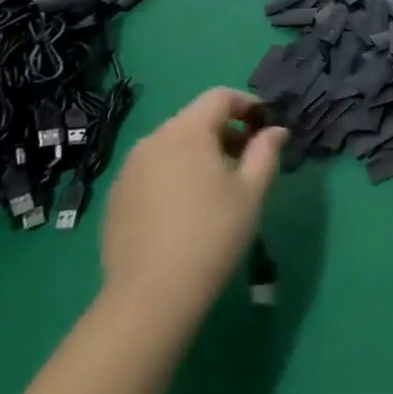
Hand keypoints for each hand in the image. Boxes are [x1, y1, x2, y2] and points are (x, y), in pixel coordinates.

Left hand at [100, 89, 285, 332]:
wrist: (151, 296)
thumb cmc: (212, 234)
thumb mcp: (251, 191)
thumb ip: (266, 152)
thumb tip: (276, 130)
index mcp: (186, 132)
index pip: (220, 97)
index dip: (248, 104)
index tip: (267, 126)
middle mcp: (152, 141)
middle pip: (194, 119)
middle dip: (226, 130)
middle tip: (248, 159)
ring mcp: (128, 170)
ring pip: (172, 145)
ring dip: (200, 152)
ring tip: (220, 185)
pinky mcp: (116, 197)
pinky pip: (153, 170)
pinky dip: (175, 173)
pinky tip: (187, 208)